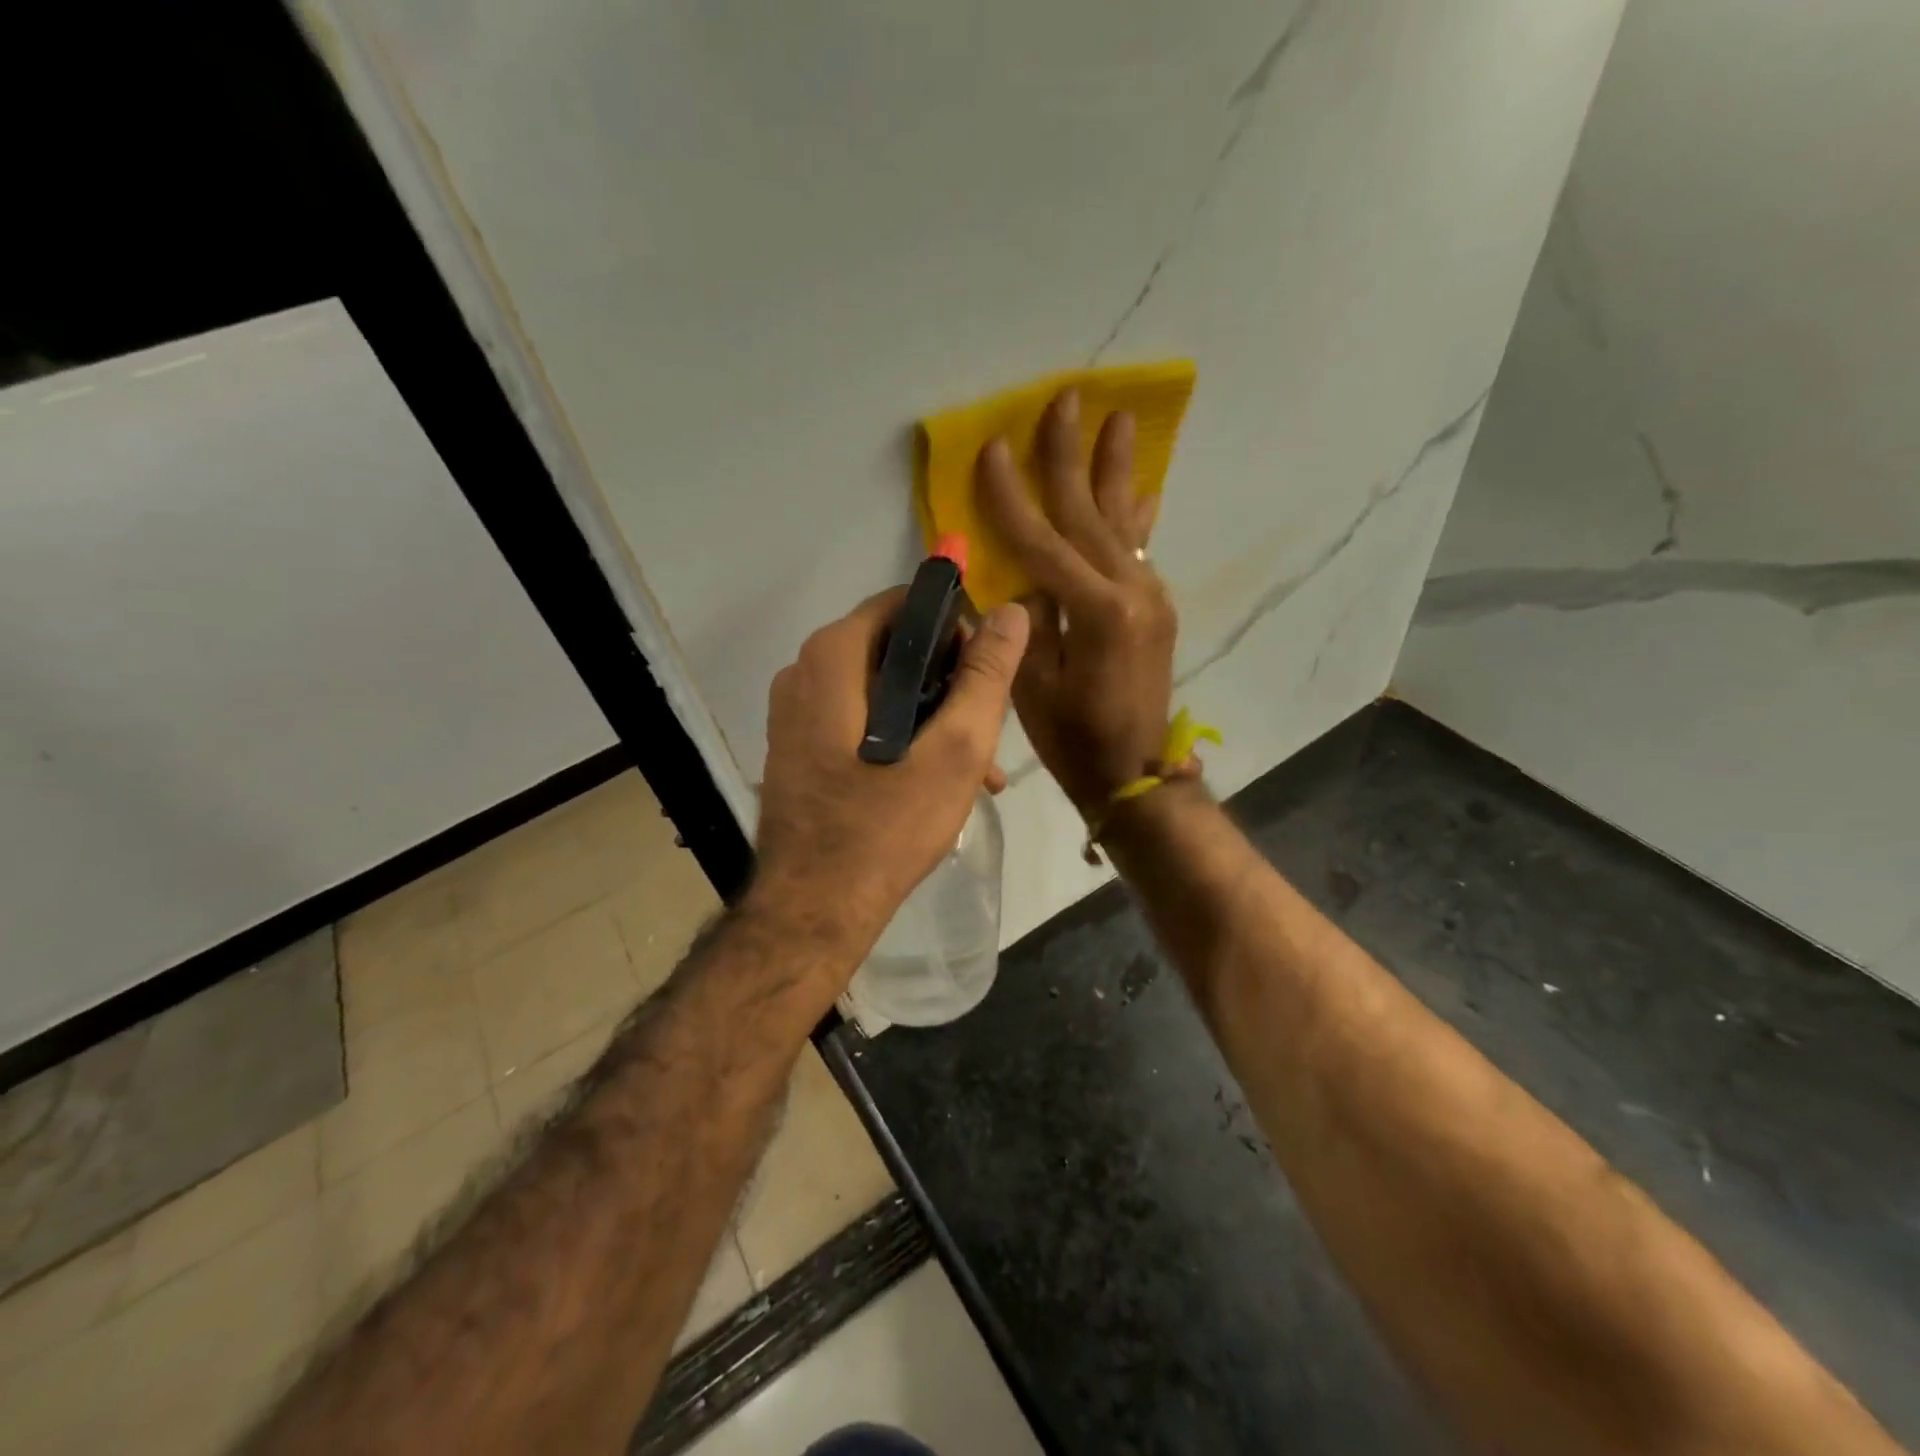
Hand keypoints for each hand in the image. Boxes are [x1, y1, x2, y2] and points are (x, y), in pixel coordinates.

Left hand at [751, 587, 1030, 963]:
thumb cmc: (888, 825)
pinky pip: (860, 723)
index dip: (956, 629)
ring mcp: (795, 714)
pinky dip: (901, 739)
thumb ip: (985, 675)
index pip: (905, 605)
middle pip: (894, 650)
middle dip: (948, 685)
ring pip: (881, 692)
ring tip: (978, 770)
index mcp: (832, 656)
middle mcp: (802, 673)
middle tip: (986, 732)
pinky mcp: (798, 750)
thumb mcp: (955, 748)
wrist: (814, 910)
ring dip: (932, 720)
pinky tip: (939, 783)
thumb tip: (1011, 612)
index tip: (986, 675)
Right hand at [977, 388, 1176, 816]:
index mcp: (1094, 611)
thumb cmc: (1073, 740)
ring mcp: (1150, 596)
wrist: (1135, 773)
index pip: (1041, 539)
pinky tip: (1142, 487)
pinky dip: (1135, 515)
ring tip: (1119, 419)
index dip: (1011, 494)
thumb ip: (1029, 619)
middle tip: (1069, 397)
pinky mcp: (1157, 607)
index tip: (992, 446)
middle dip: (1070, 456)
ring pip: (1123, 522)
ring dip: (1115, 469)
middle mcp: (1130, 591)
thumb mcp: (1033, 685)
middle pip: (1089, 513)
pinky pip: (1140, 549)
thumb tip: (1024, 576)